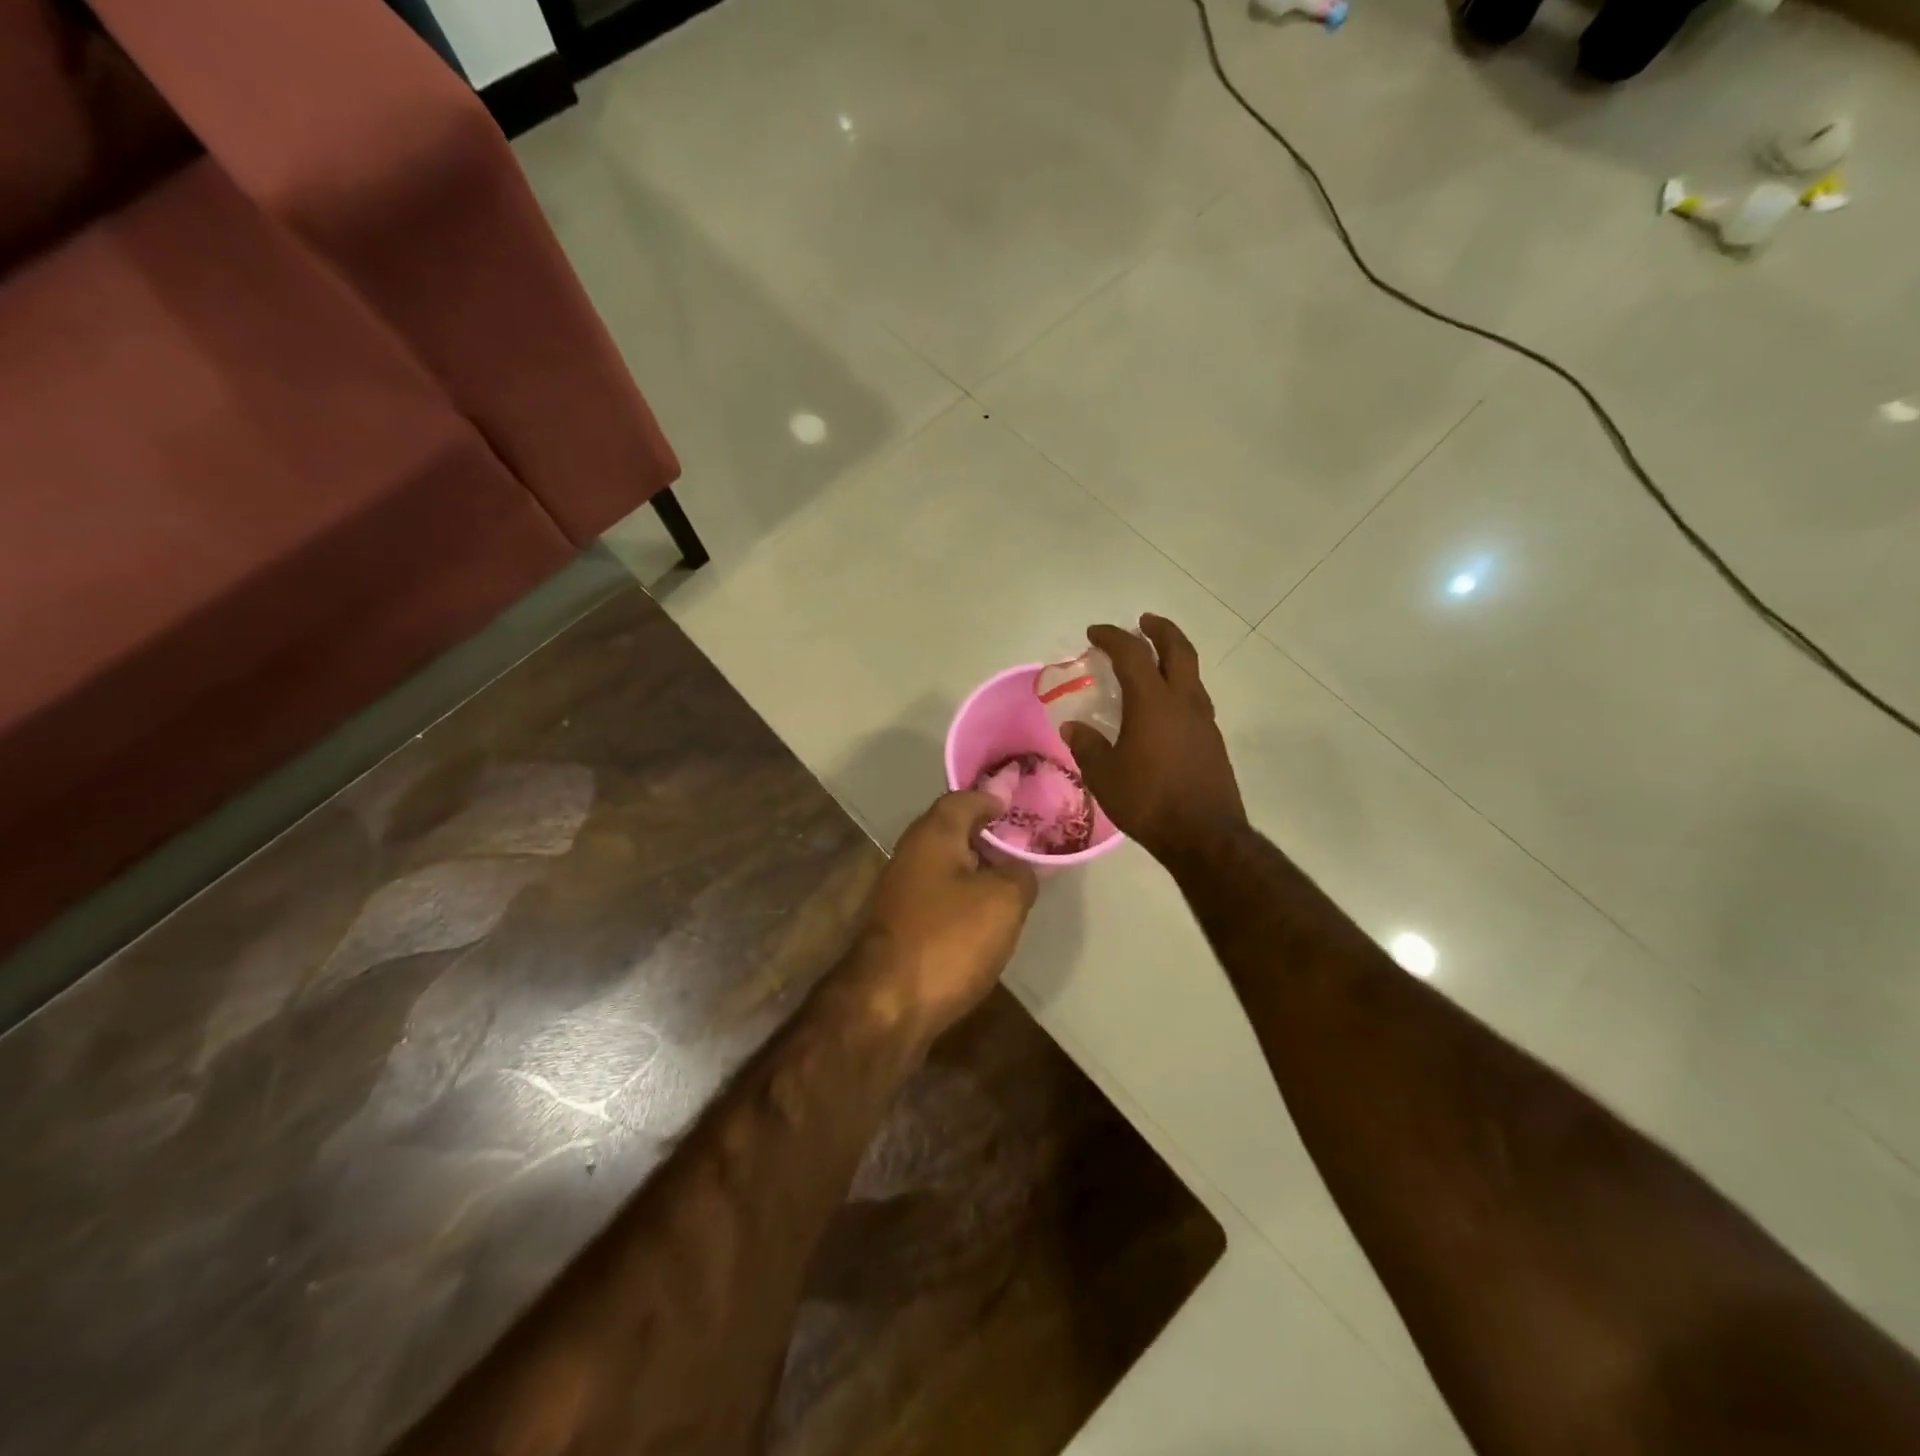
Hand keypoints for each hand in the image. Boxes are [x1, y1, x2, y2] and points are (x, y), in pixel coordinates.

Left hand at [852, 791, 1038, 1043]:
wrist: (886, 1005)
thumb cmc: (948, 940)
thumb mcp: (1002, 901)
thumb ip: (1019, 875)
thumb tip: (1018, 869)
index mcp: (933, 835)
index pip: (963, 799)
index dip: (992, 798)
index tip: (1017, 806)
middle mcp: (910, 855)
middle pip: (951, 832)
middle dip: (985, 834)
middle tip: (1022, 844)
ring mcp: (900, 892)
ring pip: (944, 867)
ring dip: (974, 869)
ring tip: (1010, 881)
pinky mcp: (899, 926)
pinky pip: (939, 898)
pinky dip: (962, 898)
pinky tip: (984, 918)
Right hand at [1061, 615, 1245, 863]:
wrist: (1204, 836)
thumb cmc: (1148, 800)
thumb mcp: (1104, 775)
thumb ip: (1087, 746)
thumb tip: (1074, 728)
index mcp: (1153, 702)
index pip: (1132, 653)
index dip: (1113, 636)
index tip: (1095, 633)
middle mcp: (1184, 702)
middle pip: (1178, 649)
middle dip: (1160, 630)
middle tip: (1143, 622)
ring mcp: (1204, 721)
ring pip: (1191, 675)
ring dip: (1172, 659)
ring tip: (1152, 665)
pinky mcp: (1213, 742)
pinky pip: (1194, 701)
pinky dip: (1178, 689)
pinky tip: (1163, 710)